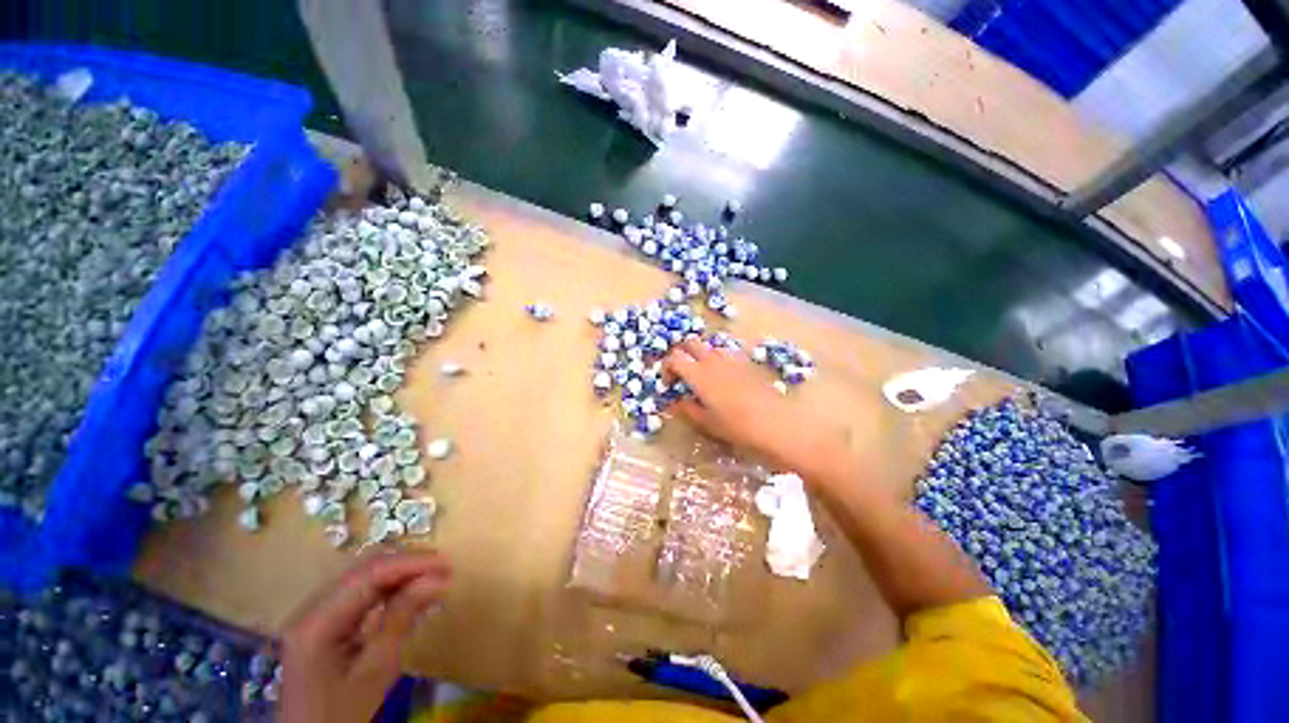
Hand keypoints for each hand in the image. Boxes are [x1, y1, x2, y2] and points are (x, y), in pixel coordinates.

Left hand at [279, 551, 450, 722]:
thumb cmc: (343, 713)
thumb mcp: (377, 669)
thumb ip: (402, 617)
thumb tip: (437, 579)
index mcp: (317, 622)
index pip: (368, 575)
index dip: (411, 563)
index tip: (446, 564)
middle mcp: (310, 608)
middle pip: (364, 568)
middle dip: (407, 564)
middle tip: (443, 569)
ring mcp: (313, 612)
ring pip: (363, 575)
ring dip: (400, 573)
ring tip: (433, 578)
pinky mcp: (321, 620)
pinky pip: (358, 591)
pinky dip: (387, 587)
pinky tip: (409, 593)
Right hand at [664, 339, 850, 479]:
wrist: (775, 423)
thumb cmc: (737, 426)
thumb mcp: (707, 423)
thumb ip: (688, 409)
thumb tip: (677, 401)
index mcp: (698, 374)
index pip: (674, 357)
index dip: (667, 368)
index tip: (669, 383)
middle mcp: (713, 360)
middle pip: (690, 343)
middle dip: (682, 354)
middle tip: (682, 374)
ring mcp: (731, 359)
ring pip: (709, 346)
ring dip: (700, 356)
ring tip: (703, 376)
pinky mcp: (746, 363)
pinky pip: (726, 353)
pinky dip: (717, 359)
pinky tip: (723, 378)